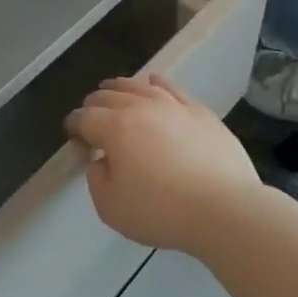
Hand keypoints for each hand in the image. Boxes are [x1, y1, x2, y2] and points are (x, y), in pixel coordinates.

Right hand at [65, 75, 261, 253]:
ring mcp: (172, 105)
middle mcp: (140, 107)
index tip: (72, 135)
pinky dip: (155, 84)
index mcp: (114, 128)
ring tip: (113, 91)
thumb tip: (101, 161)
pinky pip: (170, 87)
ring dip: (120, 88)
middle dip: (93, 105)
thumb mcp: (112, 208)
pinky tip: (152, 85)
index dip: (74, 125)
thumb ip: (97, 180)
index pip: (84, 118)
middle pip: (108, 96)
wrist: (225, 209)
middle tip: (90, 117)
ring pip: (138, 86)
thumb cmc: (162, 212)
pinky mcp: (199, 111)